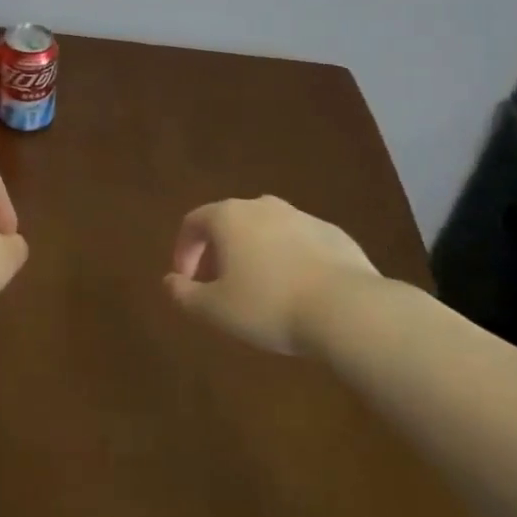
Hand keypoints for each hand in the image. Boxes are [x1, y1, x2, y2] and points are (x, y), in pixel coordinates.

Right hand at [164, 196, 379, 354]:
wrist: (347, 309)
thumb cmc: (268, 305)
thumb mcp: (215, 309)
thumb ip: (184, 294)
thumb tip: (169, 281)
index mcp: (229, 216)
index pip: (193, 222)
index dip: (184, 250)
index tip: (186, 280)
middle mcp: (263, 206)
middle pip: (229, 222)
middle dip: (218, 251)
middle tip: (218, 284)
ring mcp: (301, 216)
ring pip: (265, 230)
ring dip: (254, 253)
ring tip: (257, 289)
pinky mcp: (333, 233)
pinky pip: (298, 243)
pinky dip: (287, 259)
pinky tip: (295, 290)